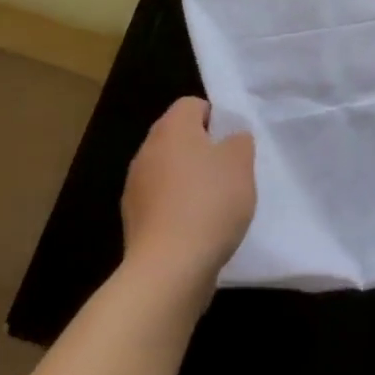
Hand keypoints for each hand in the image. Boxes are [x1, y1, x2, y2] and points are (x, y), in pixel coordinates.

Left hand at [121, 96, 254, 291]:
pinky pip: (161, 203)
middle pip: (178, 138)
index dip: (216, 117)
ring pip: (169, 171)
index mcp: (172, 128)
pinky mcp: (133, 222)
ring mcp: (135, 188)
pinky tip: (198, 229)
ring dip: (189, 181)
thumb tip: (229, 140)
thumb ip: (239, 141)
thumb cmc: (209, 203)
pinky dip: (178, 209)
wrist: (168, 270)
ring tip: (216, 204)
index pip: (192, 104)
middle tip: (229, 171)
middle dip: (203, 150)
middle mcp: (147, 151)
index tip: (232, 143)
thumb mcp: (241, 163)